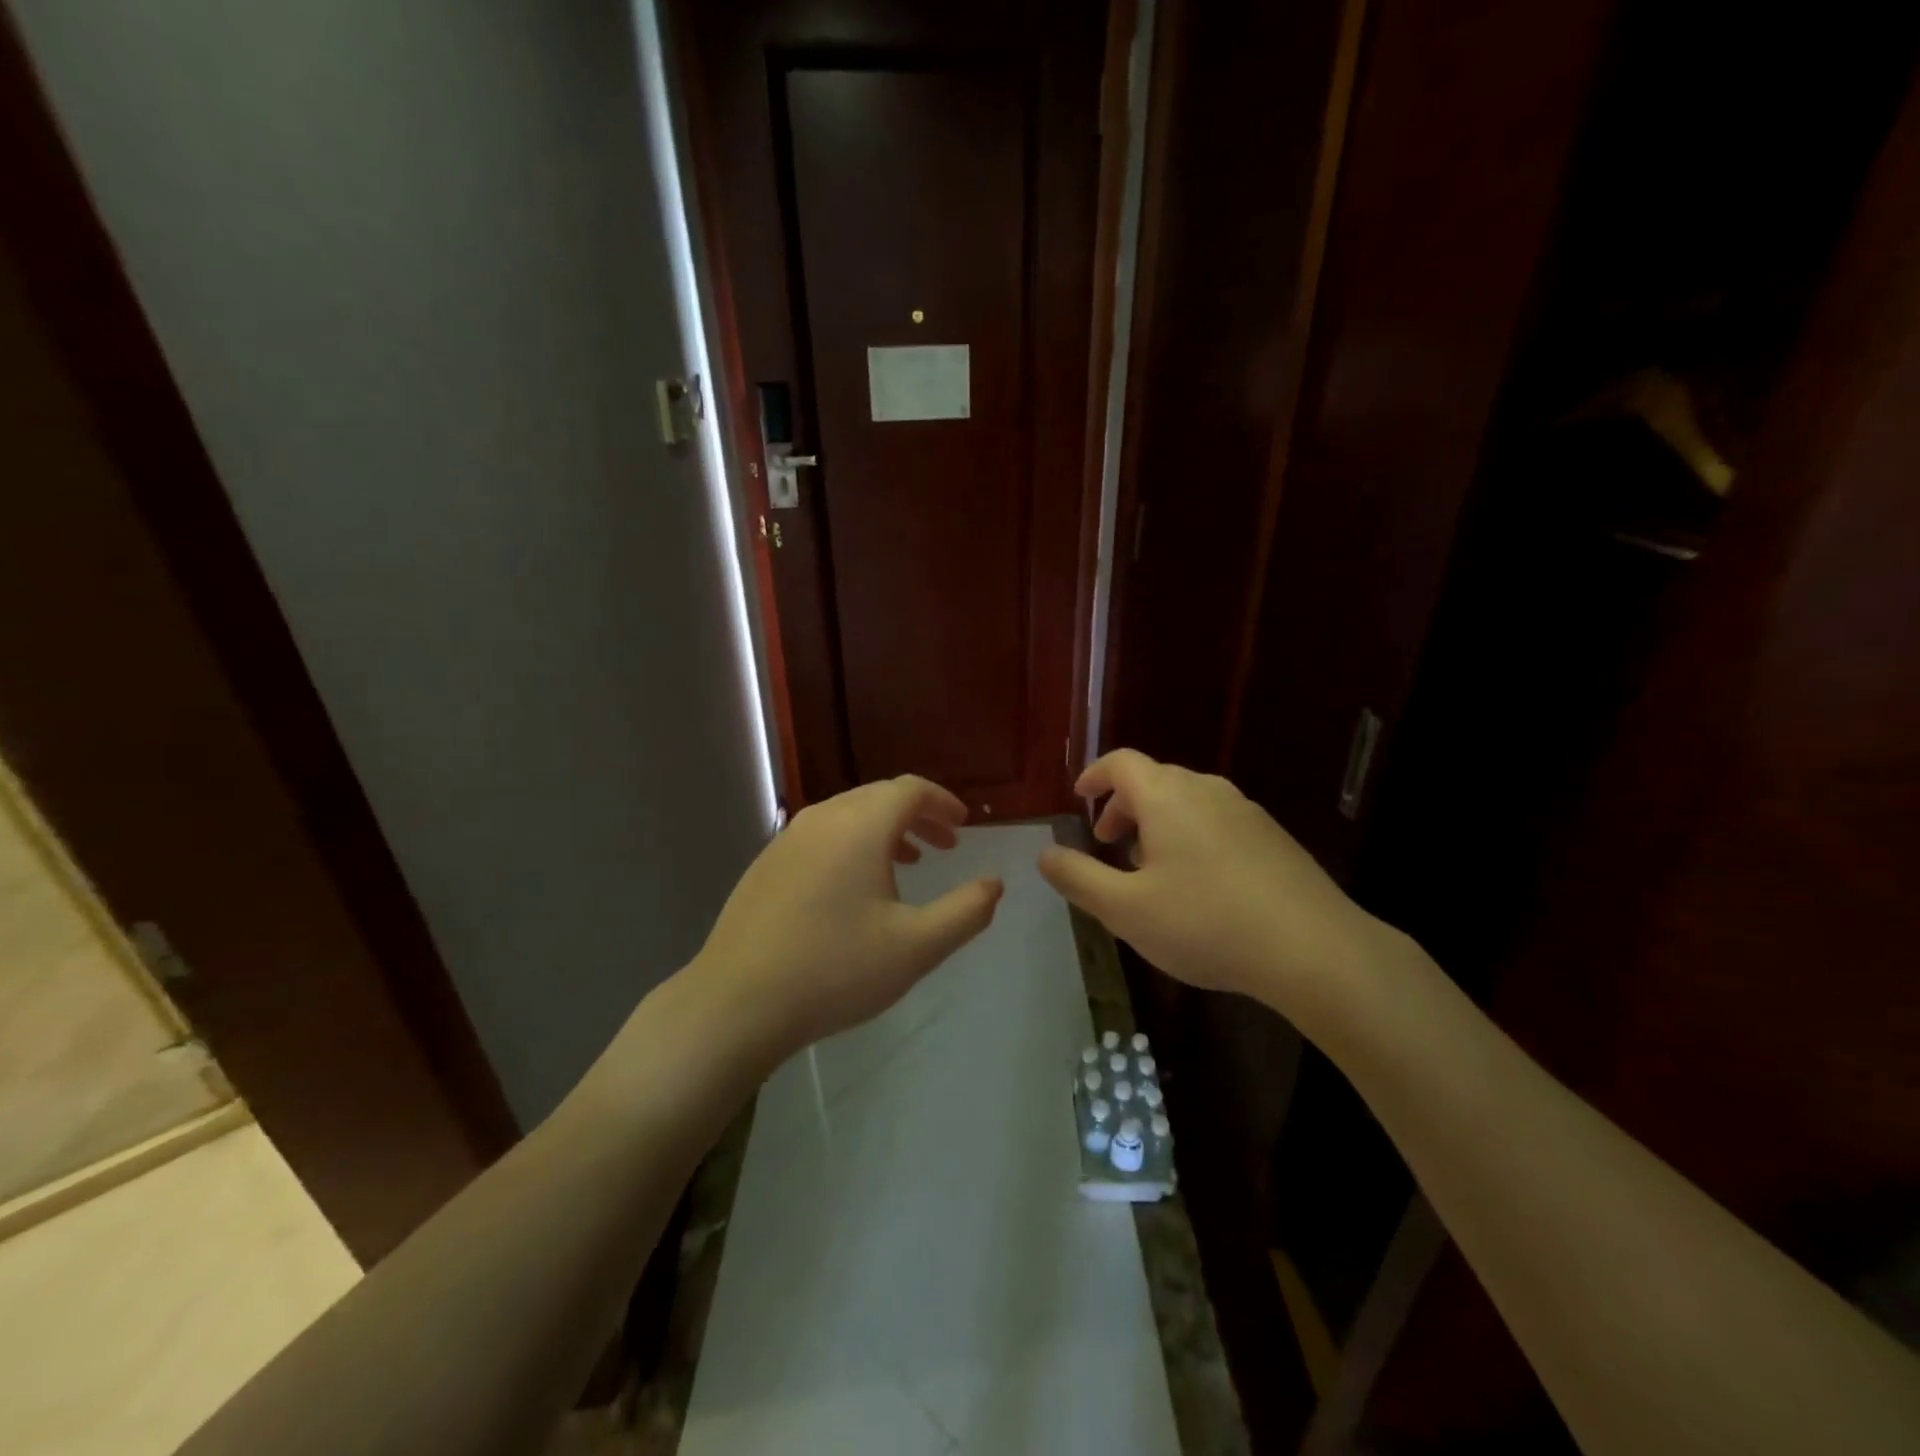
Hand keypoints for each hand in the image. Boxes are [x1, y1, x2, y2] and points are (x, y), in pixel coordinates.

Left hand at [688, 776, 1002, 1054]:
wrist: (736, 1003)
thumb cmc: (835, 970)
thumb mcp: (916, 948)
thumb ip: (965, 912)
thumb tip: (994, 884)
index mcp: (860, 826)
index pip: (910, 789)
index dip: (942, 801)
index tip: (964, 825)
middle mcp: (822, 818)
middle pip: (879, 797)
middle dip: (918, 815)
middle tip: (945, 844)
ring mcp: (787, 839)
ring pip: (848, 816)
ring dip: (885, 830)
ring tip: (908, 862)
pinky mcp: (766, 865)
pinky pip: (821, 836)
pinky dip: (851, 845)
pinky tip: (854, 889)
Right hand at [1037, 750, 1394, 1022]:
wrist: (1314, 949)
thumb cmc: (1206, 923)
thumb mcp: (1126, 910)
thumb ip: (1079, 878)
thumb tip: (1044, 854)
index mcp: (1168, 797)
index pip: (1122, 763)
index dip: (1095, 775)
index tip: (1079, 797)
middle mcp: (1207, 790)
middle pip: (1154, 780)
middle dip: (1123, 806)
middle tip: (1109, 845)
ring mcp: (1246, 812)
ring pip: (1188, 801)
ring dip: (1158, 823)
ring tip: (1150, 869)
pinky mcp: (1273, 837)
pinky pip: (1217, 821)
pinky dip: (1191, 835)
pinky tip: (1198, 885)